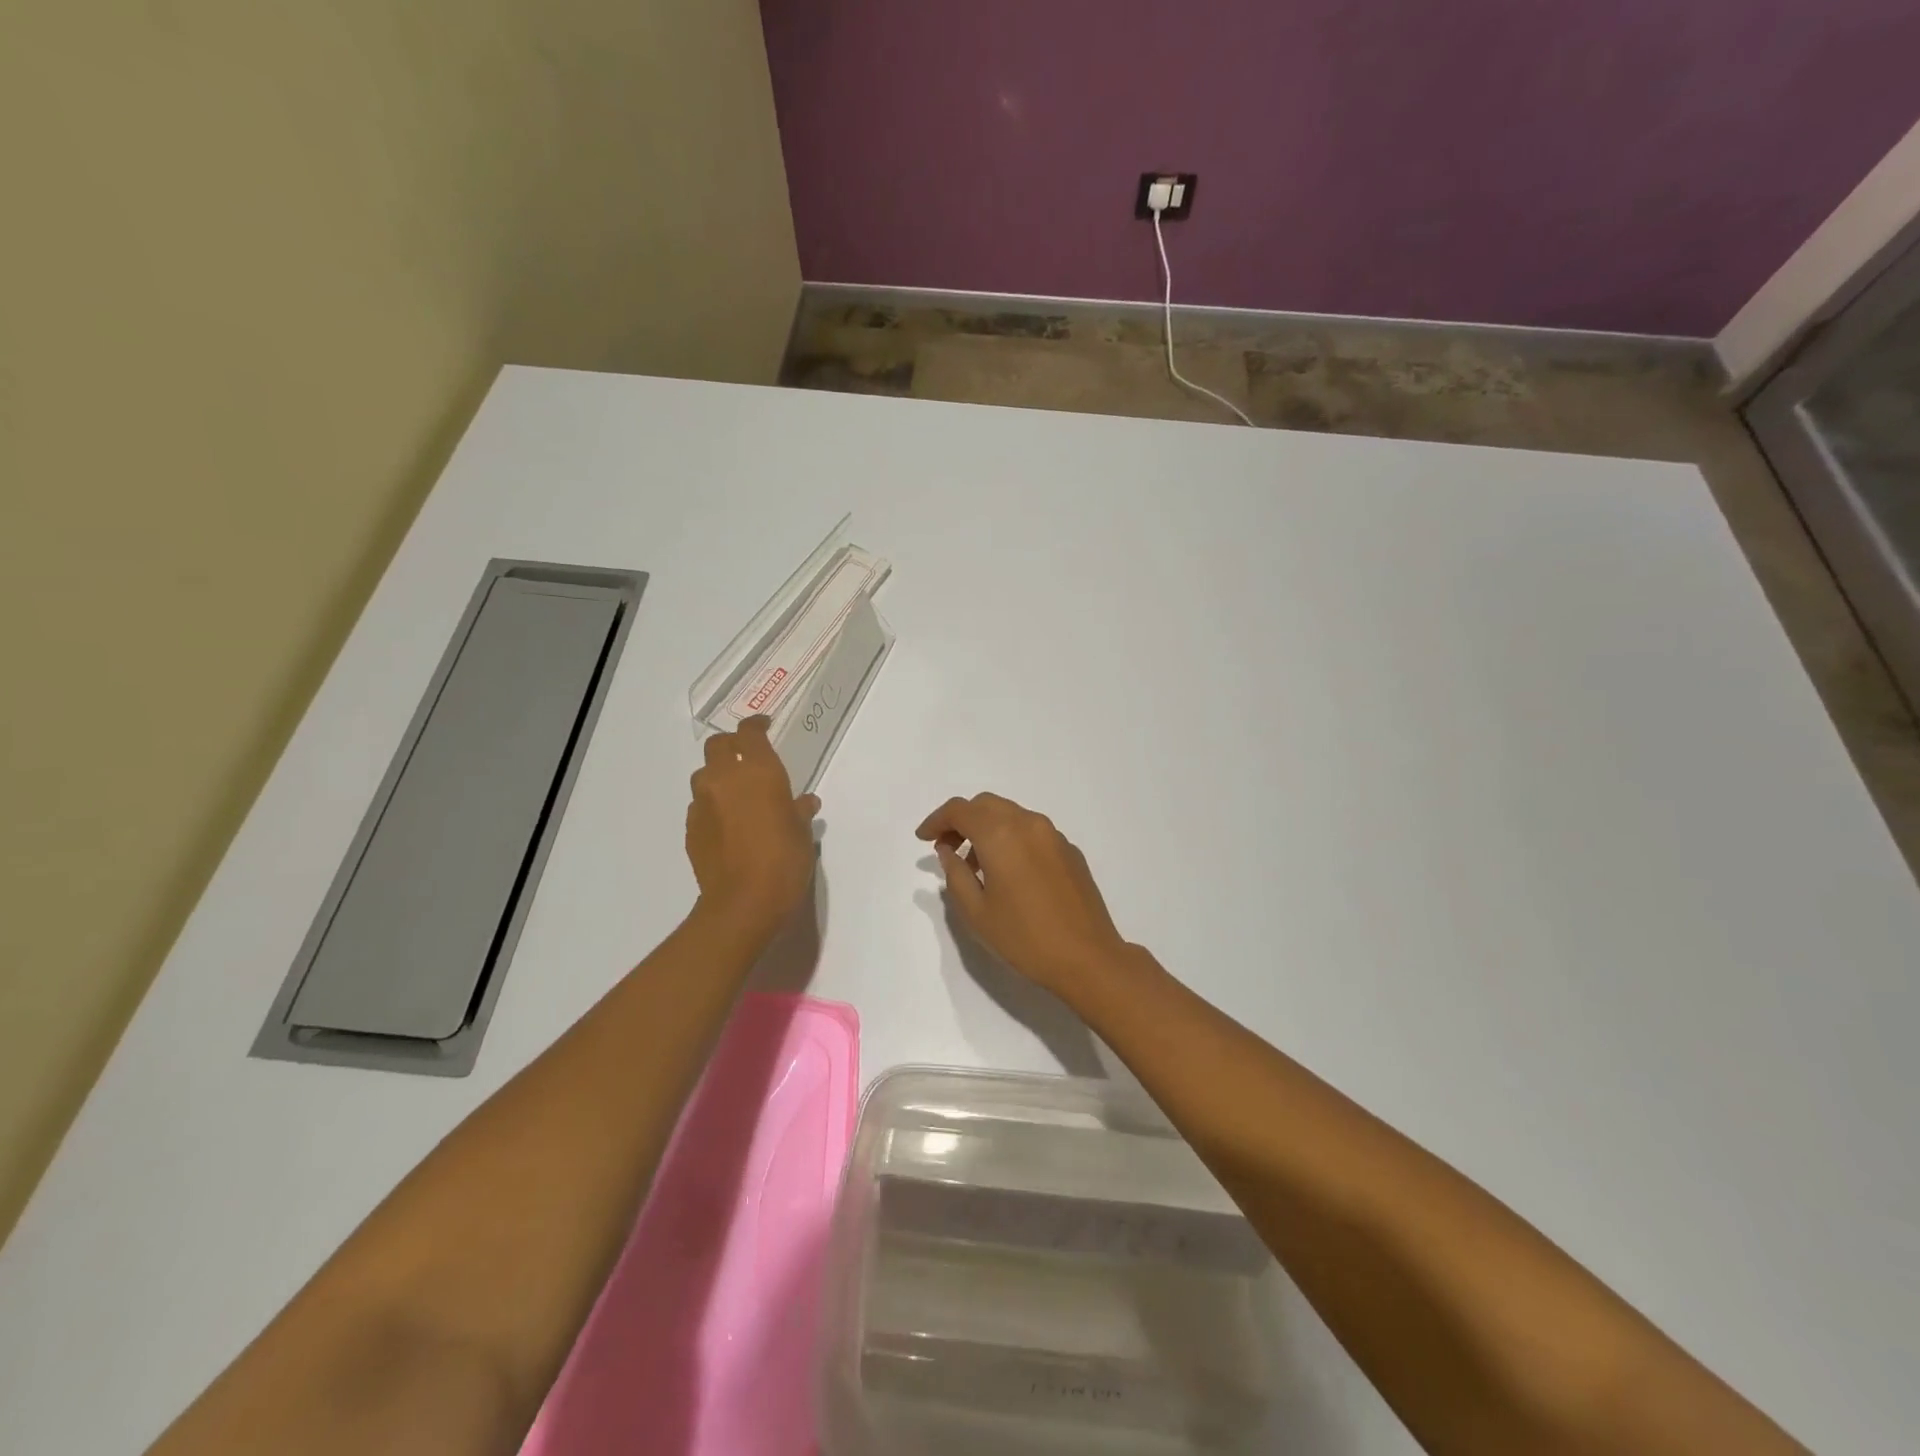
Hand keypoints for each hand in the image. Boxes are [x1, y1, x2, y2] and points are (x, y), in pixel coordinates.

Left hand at [687, 717, 819, 938]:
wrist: (744, 901)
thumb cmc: (784, 860)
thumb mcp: (802, 832)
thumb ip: (799, 810)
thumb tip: (804, 802)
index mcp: (758, 771)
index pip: (749, 732)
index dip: (755, 725)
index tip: (764, 725)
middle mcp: (725, 778)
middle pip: (718, 745)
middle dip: (731, 745)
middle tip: (747, 756)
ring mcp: (703, 803)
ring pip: (704, 774)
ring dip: (718, 775)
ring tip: (735, 792)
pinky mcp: (691, 828)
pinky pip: (700, 805)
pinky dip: (712, 805)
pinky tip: (726, 823)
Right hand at [916, 793, 1130, 999]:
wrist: (1087, 958)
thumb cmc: (1024, 938)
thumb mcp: (976, 912)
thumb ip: (955, 874)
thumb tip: (948, 851)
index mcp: (1001, 835)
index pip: (960, 810)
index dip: (936, 820)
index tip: (923, 839)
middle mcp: (1028, 824)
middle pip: (986, 805)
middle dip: (961, 820)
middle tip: (946, 848)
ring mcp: (1053, 835)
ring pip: (1011, 815)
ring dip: (987, 828)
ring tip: (976, 865)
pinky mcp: (1070, 851)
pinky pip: (1032, 831)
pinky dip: (1011, 839)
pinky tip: (1009, 873)